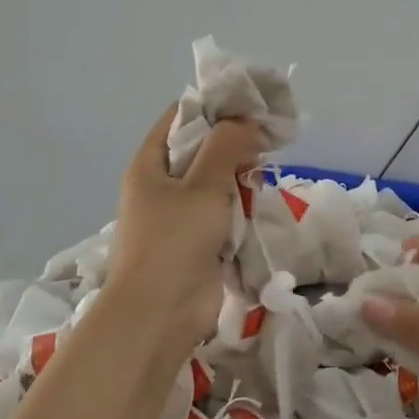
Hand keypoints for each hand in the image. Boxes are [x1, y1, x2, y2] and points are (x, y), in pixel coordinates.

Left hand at [104, 104, 263, 346]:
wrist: (160, 313)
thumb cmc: (174, 240)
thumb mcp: (203, 184)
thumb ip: (226, 146)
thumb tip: (246, 121)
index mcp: (150, 165)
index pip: (180, 118)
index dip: (213, 107)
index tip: (251, 105)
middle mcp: (162, 185)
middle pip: (201, 149)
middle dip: (233, 143)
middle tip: (268, 138)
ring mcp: (179, 215)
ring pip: (216, 181)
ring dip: (240, 176)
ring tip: (266, 169)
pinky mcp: (198, 241)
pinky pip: (223, 211)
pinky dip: (241, 205)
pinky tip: (261, 200)